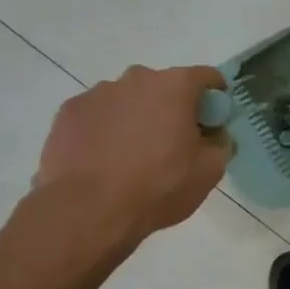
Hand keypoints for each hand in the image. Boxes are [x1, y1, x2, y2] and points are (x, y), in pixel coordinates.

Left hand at [33, 64, 230, 254]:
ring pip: (128, 99)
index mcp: (175, 86)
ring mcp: (97, 93)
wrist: (87, 212)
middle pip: (164, 86)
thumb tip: (214, 135)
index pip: (207, 77)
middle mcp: (136, 78)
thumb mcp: (210, 171)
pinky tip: (103, 160)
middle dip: (172, 108)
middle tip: (173, 143)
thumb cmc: (158, 187)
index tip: (213, 122)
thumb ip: (221, 143)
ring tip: (131, 156)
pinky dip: (105, 129)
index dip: (215, 98)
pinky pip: (98, 115)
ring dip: (136, 117)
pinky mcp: (68, 112)